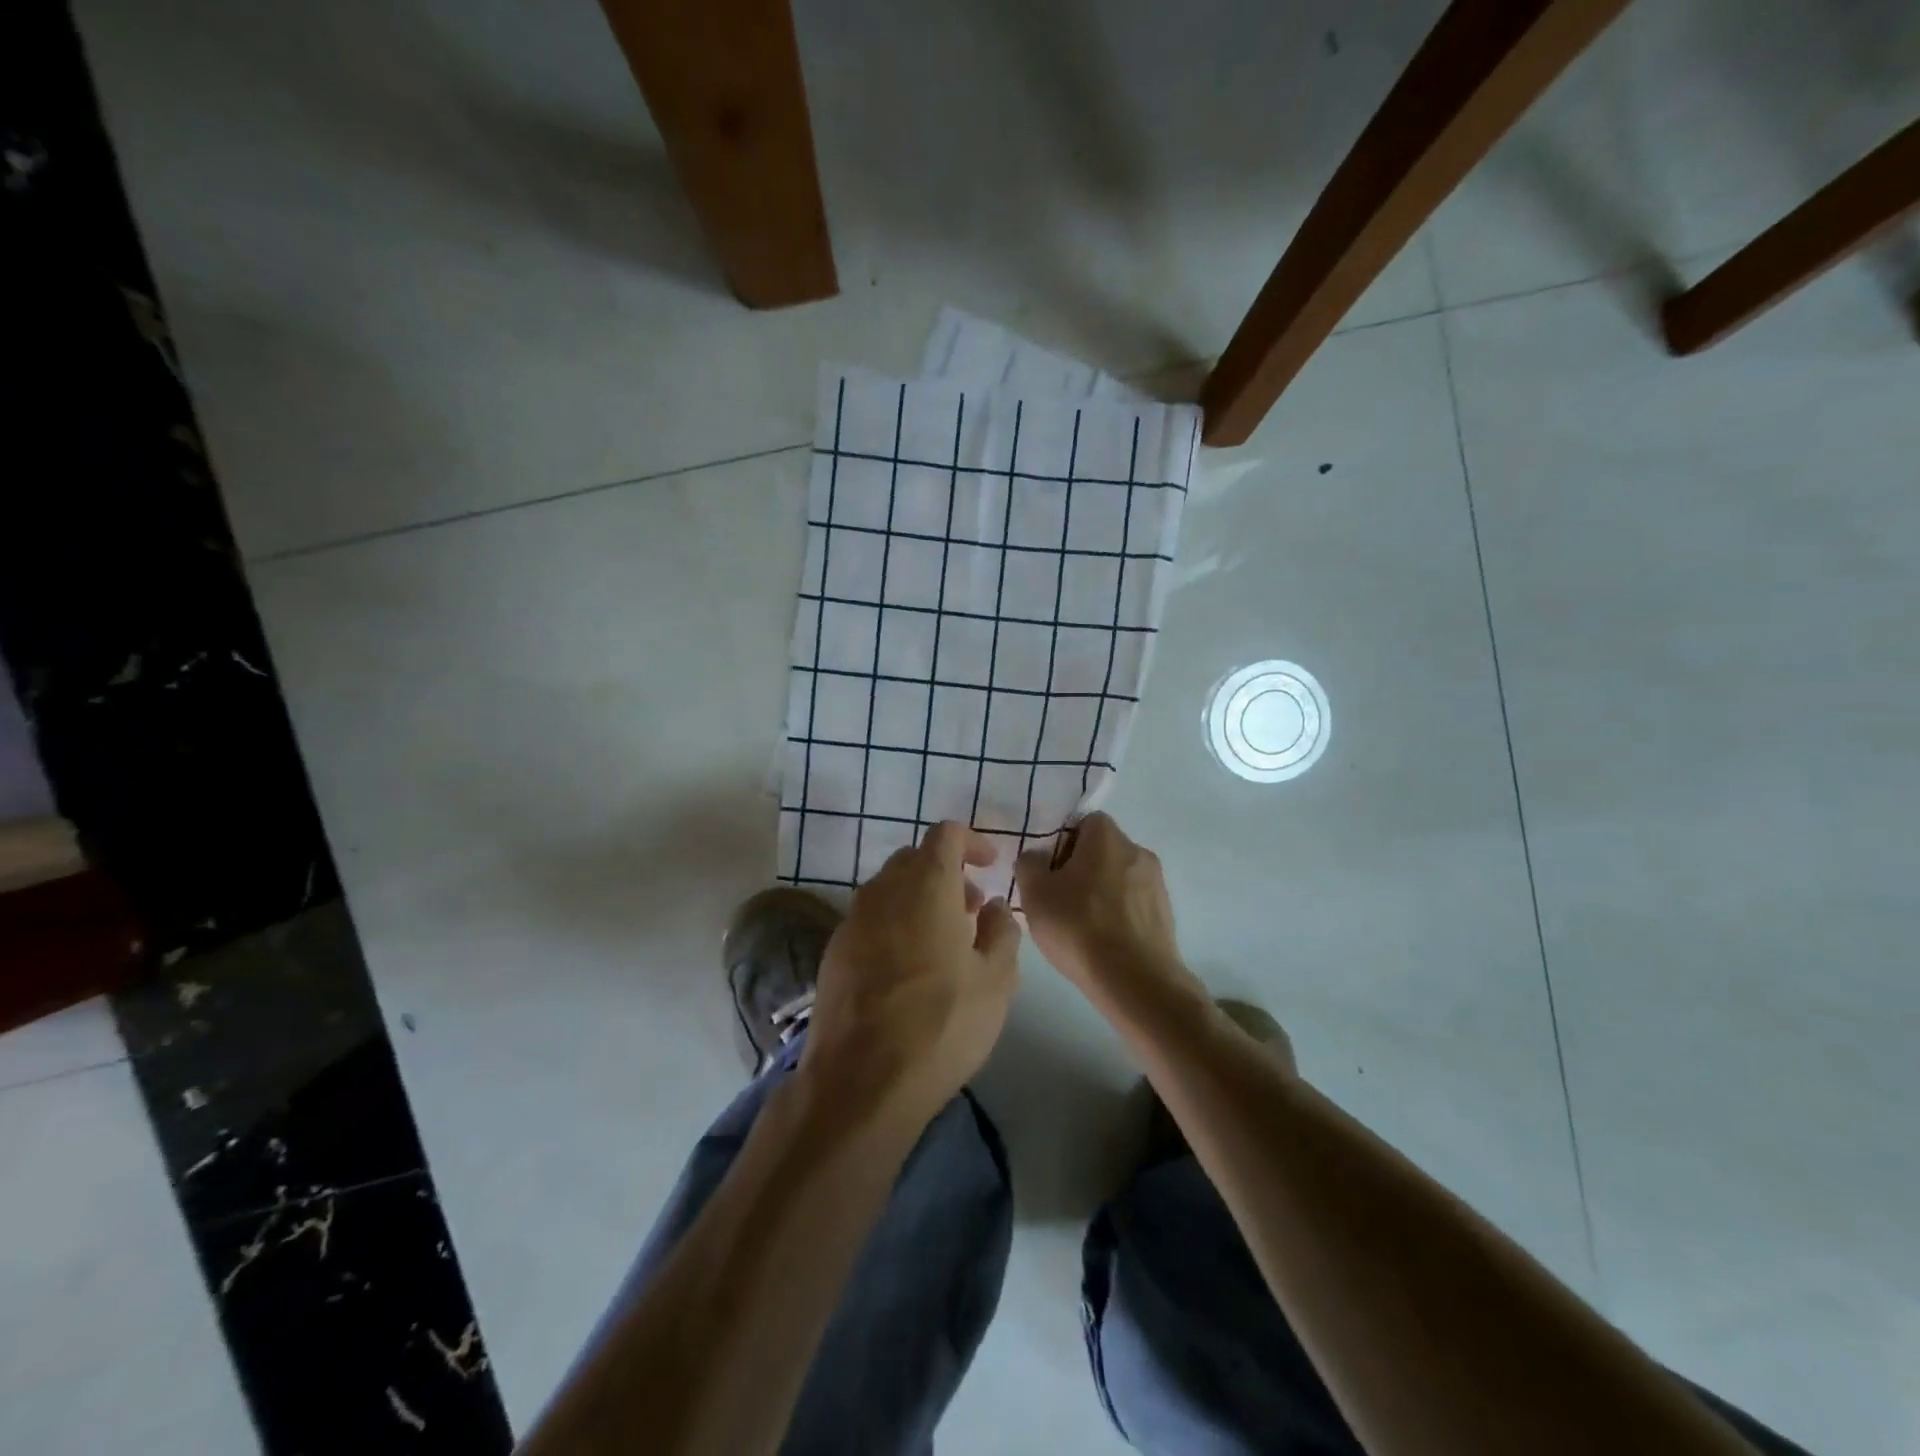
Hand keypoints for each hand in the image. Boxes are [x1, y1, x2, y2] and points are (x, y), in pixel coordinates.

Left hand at [804, 823, 1021, 1126]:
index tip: (990, 865)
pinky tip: (908, 969)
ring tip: (943, 943)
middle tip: (971, 910)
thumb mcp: (996, 980)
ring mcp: (852, 920)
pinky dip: (894, 925)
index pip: (945, 834)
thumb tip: (991, 905)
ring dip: (918, 900)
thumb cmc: (941, 1024)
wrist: (861, 1081)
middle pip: (914, 859)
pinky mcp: (833, 952)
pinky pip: (870, 920)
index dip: (971, 842)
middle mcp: (882, 891)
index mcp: (925, 885)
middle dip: (946, 873)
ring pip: (889, 889)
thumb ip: (1001, 931)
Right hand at [1015, 813, 1191, 997]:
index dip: (1064, 840)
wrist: (1136, 981)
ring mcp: (1157, 884)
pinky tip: (1102, 941)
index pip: (1085, 821)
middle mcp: (1138, 851)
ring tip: (1080, 925)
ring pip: (1119, 878)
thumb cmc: (1080, 927)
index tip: (1050, 869)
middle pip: (1103, 849)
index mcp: (1107, 838)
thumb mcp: (1035, 894)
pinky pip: (1134, 904)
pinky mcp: (1166, 915)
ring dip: (1101, 892)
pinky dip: (1118, 914)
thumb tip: (1036, 857)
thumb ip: (1029, 865)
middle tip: (1058, 897)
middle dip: (1081, 867)